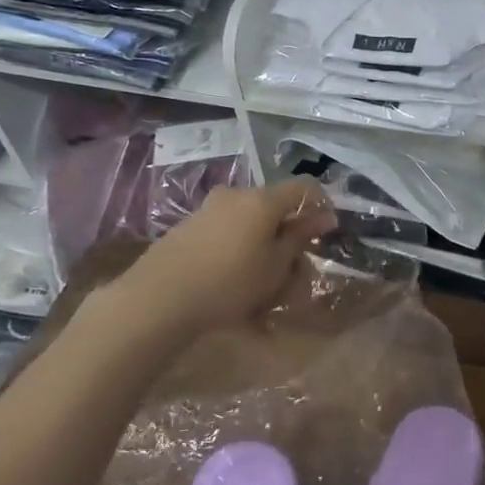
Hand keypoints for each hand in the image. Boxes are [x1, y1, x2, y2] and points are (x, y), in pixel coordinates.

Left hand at [93, 180, 335, 334]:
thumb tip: (322, 217)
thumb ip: (299, 238)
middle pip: (274, 206)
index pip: (304, 187)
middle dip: (289, 234)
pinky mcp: (188, 227)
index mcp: (262, 199)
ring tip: (264, 286)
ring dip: (263, 247)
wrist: (158, 298)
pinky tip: (236, 286)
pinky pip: (226, 234)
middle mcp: (235, 195)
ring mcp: (208, 209)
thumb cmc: (230, 282)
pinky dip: (239, 253)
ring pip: (249, 222)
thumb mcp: (275, 266)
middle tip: (295, 270)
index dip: (321, 205)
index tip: (326, 232)